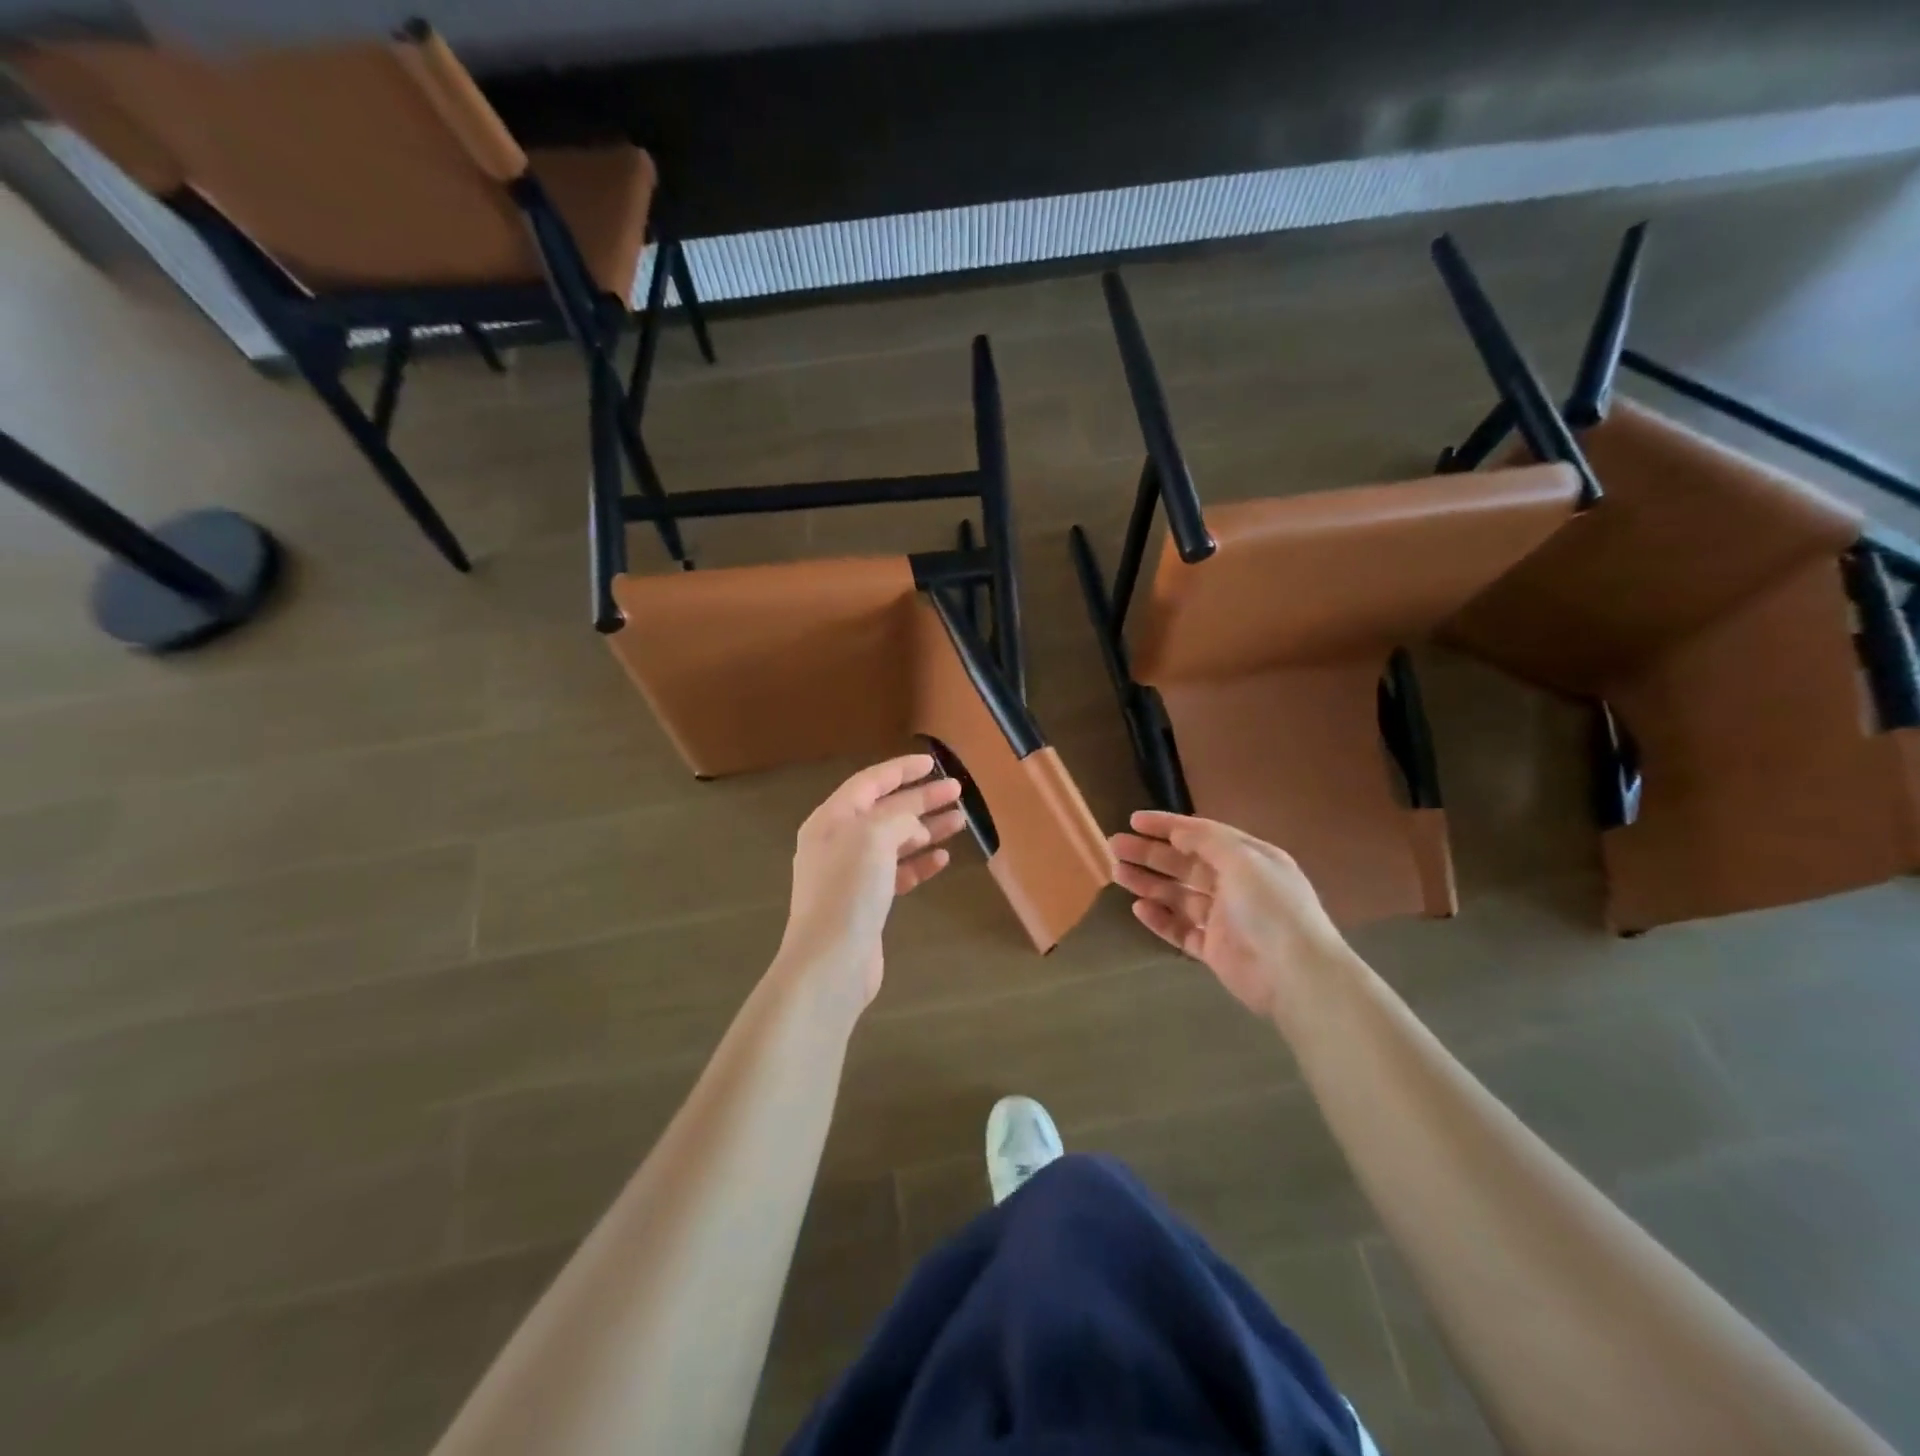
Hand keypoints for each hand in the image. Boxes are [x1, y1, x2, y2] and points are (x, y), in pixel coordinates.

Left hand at [777, 754, 966, 1007]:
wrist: (830, 961)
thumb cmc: (848, 890)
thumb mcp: (873, 838)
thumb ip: (897, 818)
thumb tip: (913, 824)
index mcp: (832, 820)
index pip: (870, 783)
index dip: (901, 770)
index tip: (932, 763)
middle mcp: (839, 842)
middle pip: (886, 811)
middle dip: (921, 799)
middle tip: (957, 791)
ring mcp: (852, 874)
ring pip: (895, 842)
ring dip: (926, 829)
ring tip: (960, 821)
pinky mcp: (866, 902)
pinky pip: (897, 872)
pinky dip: (919, 863)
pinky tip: (942, 858)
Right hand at [1110, 810, 1350, 1019]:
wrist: (1296, 975)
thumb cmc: (1271, 908)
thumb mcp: (1243, 860)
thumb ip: (1207, 841)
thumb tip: (1177, 831)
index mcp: (1249, 859)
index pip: (1202, 834)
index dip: (1167, 825)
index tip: (1133, 820)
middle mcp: (1236, 885)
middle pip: (1184, 864)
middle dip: (1150, 853)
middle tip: (1115, 846)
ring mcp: (1225, 919)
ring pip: (1179, 895)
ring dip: (1149, 883)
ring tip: (1117, 873)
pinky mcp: (1215, 949)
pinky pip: (1181, 930)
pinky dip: (1160, 918)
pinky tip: (1139, 908)